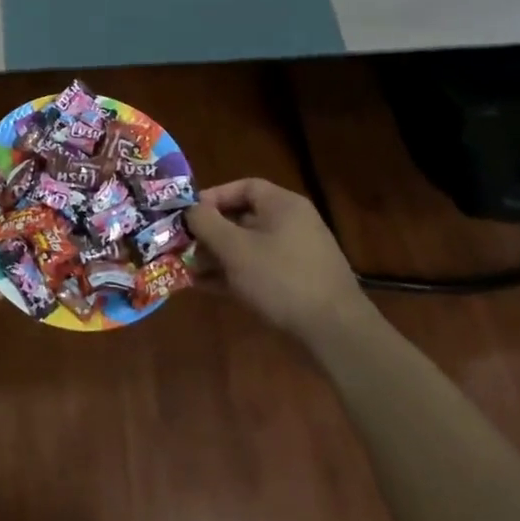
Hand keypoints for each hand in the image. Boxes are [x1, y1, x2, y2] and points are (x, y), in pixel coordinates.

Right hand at [185, 178, 380, 349]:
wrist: (335, 332)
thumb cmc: (281, 278)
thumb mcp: (235, 248)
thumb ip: (207, 224)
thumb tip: (190, 210)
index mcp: (283, 205)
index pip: (244, 187)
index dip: (213, 197)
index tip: (189, 215)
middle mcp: (292, 224)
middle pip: (243, 218)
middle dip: (211, 232)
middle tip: (184, 246)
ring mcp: (296, 255)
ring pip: (248, 247)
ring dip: (218, 257)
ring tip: (189, 270)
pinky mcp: (296, 283)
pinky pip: (258, 269)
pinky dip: (234, 274)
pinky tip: (208, 287)